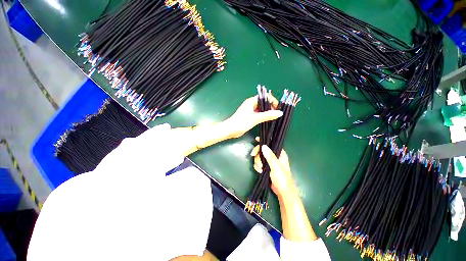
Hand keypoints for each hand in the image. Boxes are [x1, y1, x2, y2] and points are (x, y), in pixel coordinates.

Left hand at [223, 96, 282, 138]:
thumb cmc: (241, 122)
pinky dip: (264, 116)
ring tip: (274, 118)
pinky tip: (268, 120)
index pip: (264, 97)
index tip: (277, 108)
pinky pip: (259, 114)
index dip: (272, 101)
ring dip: (268, 112)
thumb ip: (267, 115)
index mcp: (251, 101)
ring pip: (262, 109)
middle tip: (276, 114)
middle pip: (264, 103)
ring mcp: (251, 110)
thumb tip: (280, 113)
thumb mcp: (255, 118)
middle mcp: (251, 104)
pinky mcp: (250, 116)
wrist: (230, 130)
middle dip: (271, 107)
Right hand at [251, 143, 297, 198]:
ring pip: (259, 157)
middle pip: (262, 150)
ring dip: (257, 162)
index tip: (256, 139)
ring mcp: (269, 162)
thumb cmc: (282, 178)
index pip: (271, 144)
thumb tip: (263, 146)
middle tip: (253, 155)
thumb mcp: (276, 166)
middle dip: (257, 154)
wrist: (282, 191)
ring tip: (260, 169)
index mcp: (279, 154)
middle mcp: (274, 156)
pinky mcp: (265, 167)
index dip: (263, 141)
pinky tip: (260, 171)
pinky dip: (257, 167)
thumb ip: (270, 156)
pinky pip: (258, 163)